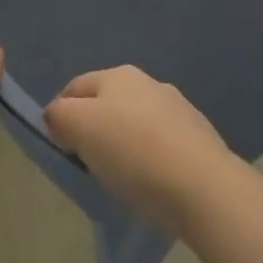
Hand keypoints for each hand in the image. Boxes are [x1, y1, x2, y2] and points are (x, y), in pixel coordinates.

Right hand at [44, 67, 238, 234]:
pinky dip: (150, 158)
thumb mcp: (79, 127)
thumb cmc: (133, 153)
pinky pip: (161, 144)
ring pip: (136, 123)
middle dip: (93, 128)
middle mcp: (149, 83)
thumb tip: (57, 117)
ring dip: (123, 142)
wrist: (204, 188)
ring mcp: (178, 109)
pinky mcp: (200, 138)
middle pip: (106, 103)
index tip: (59, 147)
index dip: (59, 114)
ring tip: (121, 177)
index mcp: (117, 74)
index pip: (74, 87)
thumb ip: (59, 116)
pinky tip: (152, 182)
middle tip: (87, 163)